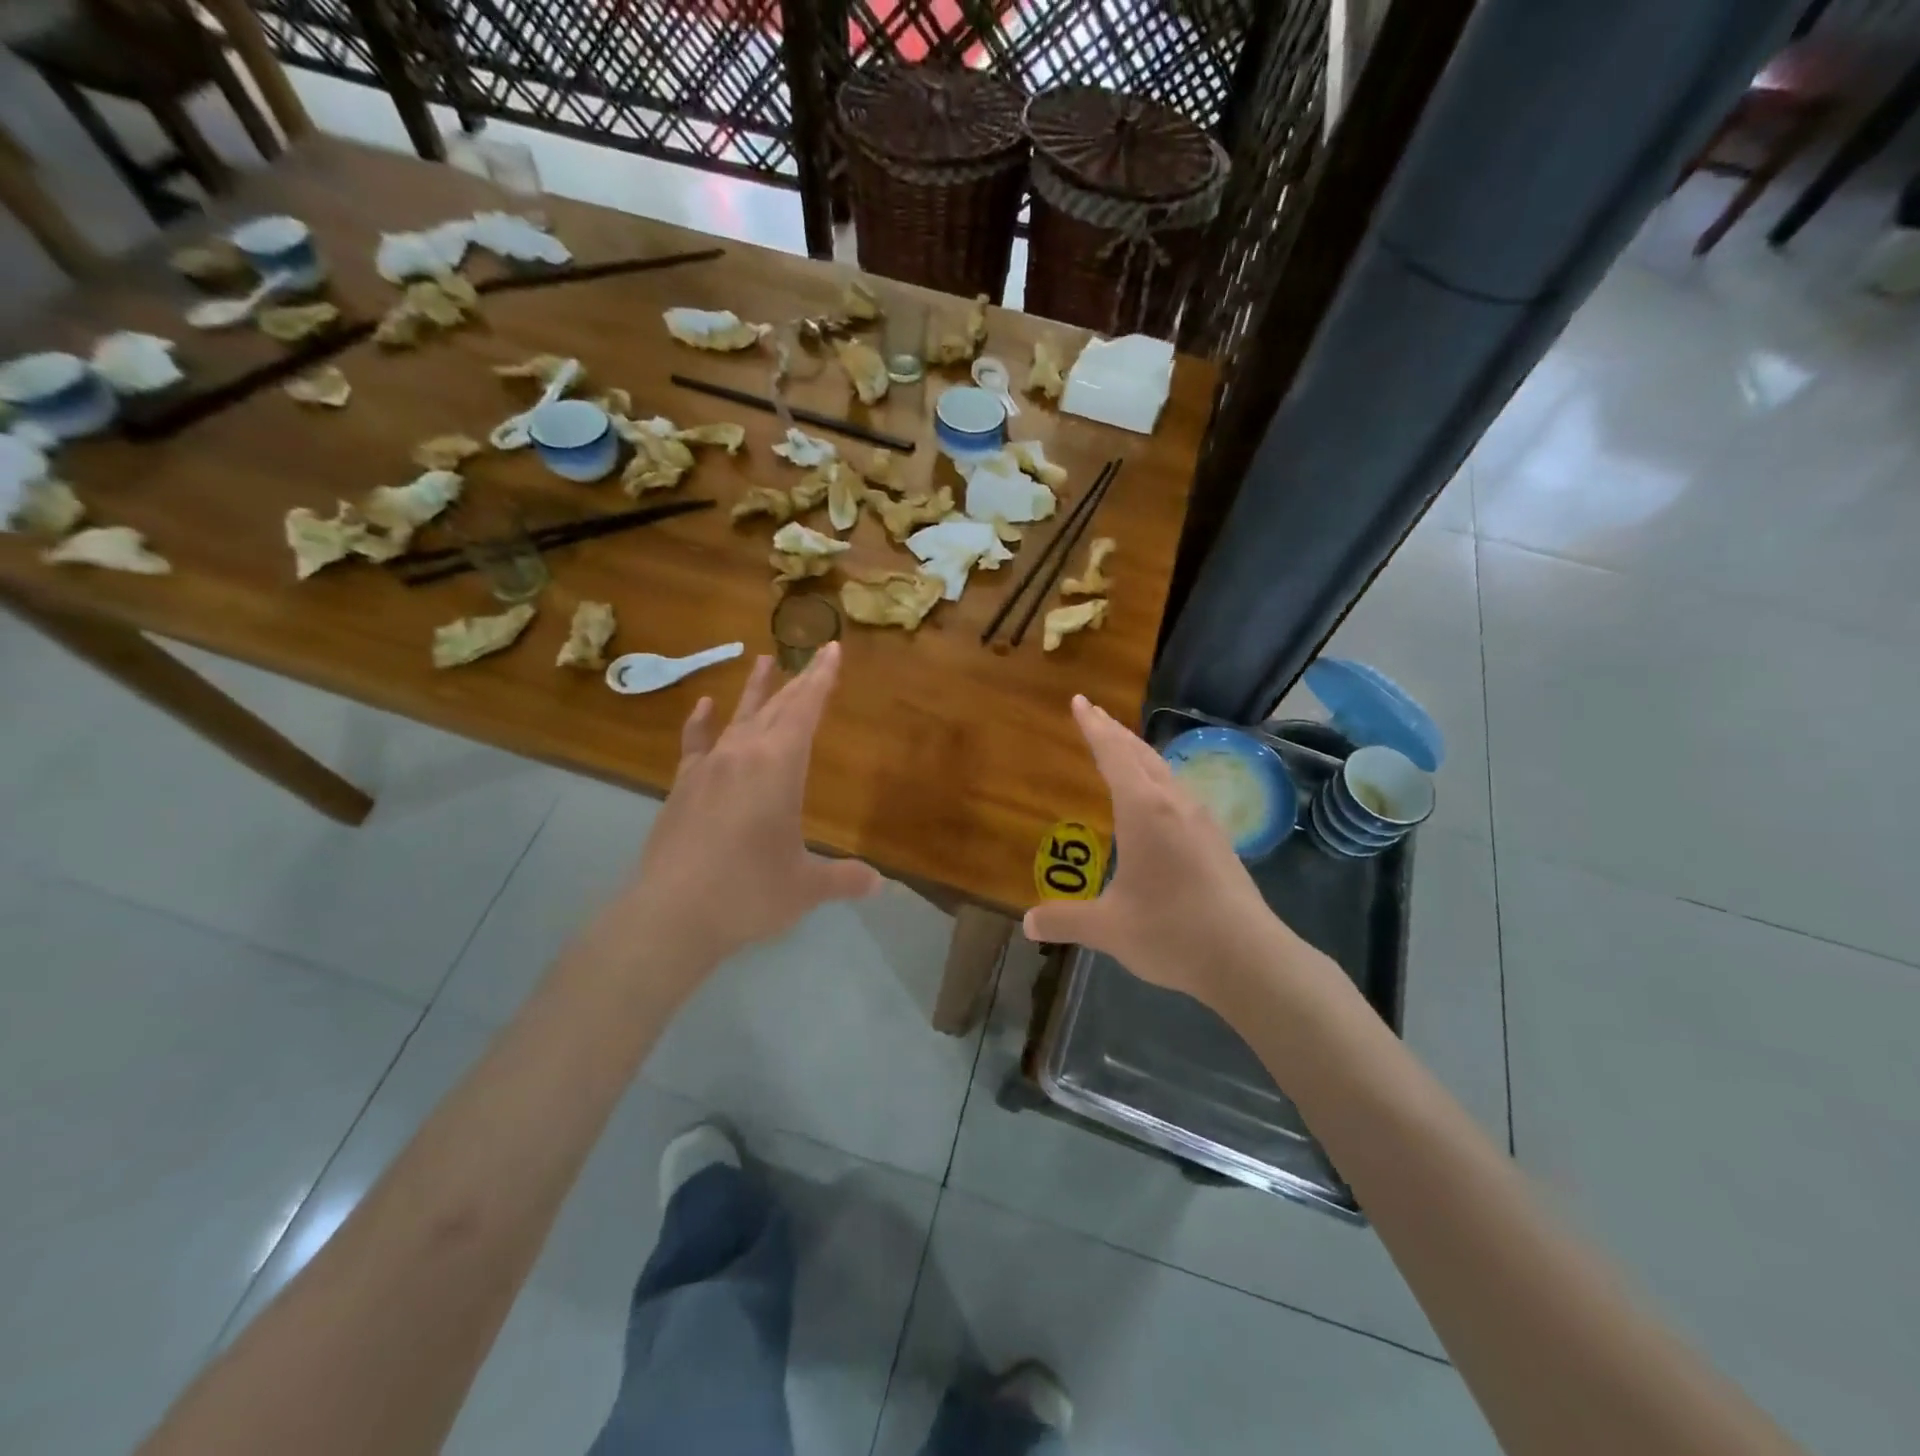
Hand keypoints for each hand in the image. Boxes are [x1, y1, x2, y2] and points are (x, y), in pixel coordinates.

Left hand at [619, 644, 880, 975]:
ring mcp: (708, 768)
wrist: (670, 914)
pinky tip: (704, 706)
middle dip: (800, 682)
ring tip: (764, 660)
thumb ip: (844, 879)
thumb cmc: (748, 892)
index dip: (822, 679)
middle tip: (814, 657)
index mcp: (779, 767)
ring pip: (738, 717)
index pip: (806, 710)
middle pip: (776, 708)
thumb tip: (880, 884)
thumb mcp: (806, 887)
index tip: (831, 649)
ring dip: (755, 690)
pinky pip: (696, 743)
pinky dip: (702, 722)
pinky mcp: (682, 786)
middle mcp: (743, 754)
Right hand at [1023, 697, 1317, 1012]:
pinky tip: (1158, 800)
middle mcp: (1174, 803)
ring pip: (1164, 771)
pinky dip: (1157, 778)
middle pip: (1141, 754)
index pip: (1113, 754)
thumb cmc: (1172, 932)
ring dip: (1138, 754)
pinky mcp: (1217, 839)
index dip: (1093, 727)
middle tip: (1093, 714)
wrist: (1248, 958)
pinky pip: (1179, 791)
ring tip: (1121, 749)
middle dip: (1114, 732)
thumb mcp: (1109, 928)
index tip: (1079, 701)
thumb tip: (1028, 923)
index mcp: (1144, 810)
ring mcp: (1201, 819)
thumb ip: (1065, 920)